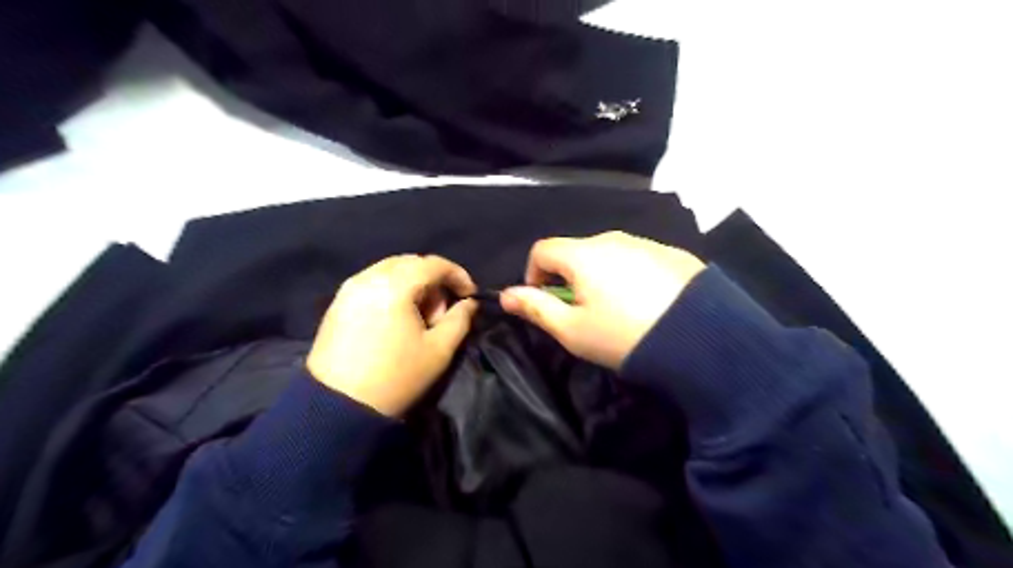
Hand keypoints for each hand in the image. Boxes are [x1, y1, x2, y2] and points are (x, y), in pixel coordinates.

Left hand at [308, 256, 479, 414]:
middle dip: (434, 280)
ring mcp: (349, 289)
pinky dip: (392, 291)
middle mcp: (369, 277)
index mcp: (395, 285)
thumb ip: (460, 320)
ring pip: (390, 271)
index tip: (470, 295)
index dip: (458, 275)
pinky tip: (395, 320)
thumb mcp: (438, 350)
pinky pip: (372, 283)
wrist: (337, 407)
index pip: (434, 264)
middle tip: (441, 312)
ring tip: (418, 318)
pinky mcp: (337, 303)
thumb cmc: (395, 377)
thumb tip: (468, 303)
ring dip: (413, 285)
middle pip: (411, 263)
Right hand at [499, 230, 706, 367]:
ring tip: (616, 311)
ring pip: (608, 255)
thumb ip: (536, 308)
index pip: (542, 250)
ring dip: (599, 277)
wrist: (702, 338)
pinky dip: (629, 276)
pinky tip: (645, 304)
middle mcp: (613, 239)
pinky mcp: (673, 254)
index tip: (543, 302)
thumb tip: (505, 295)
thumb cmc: (623, 336)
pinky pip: (637, 260)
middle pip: (576, 252)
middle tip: (581, 313)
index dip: (532, 275)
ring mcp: (646, 243)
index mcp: (584, 253)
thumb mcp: (573, 330)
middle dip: (567, 278)